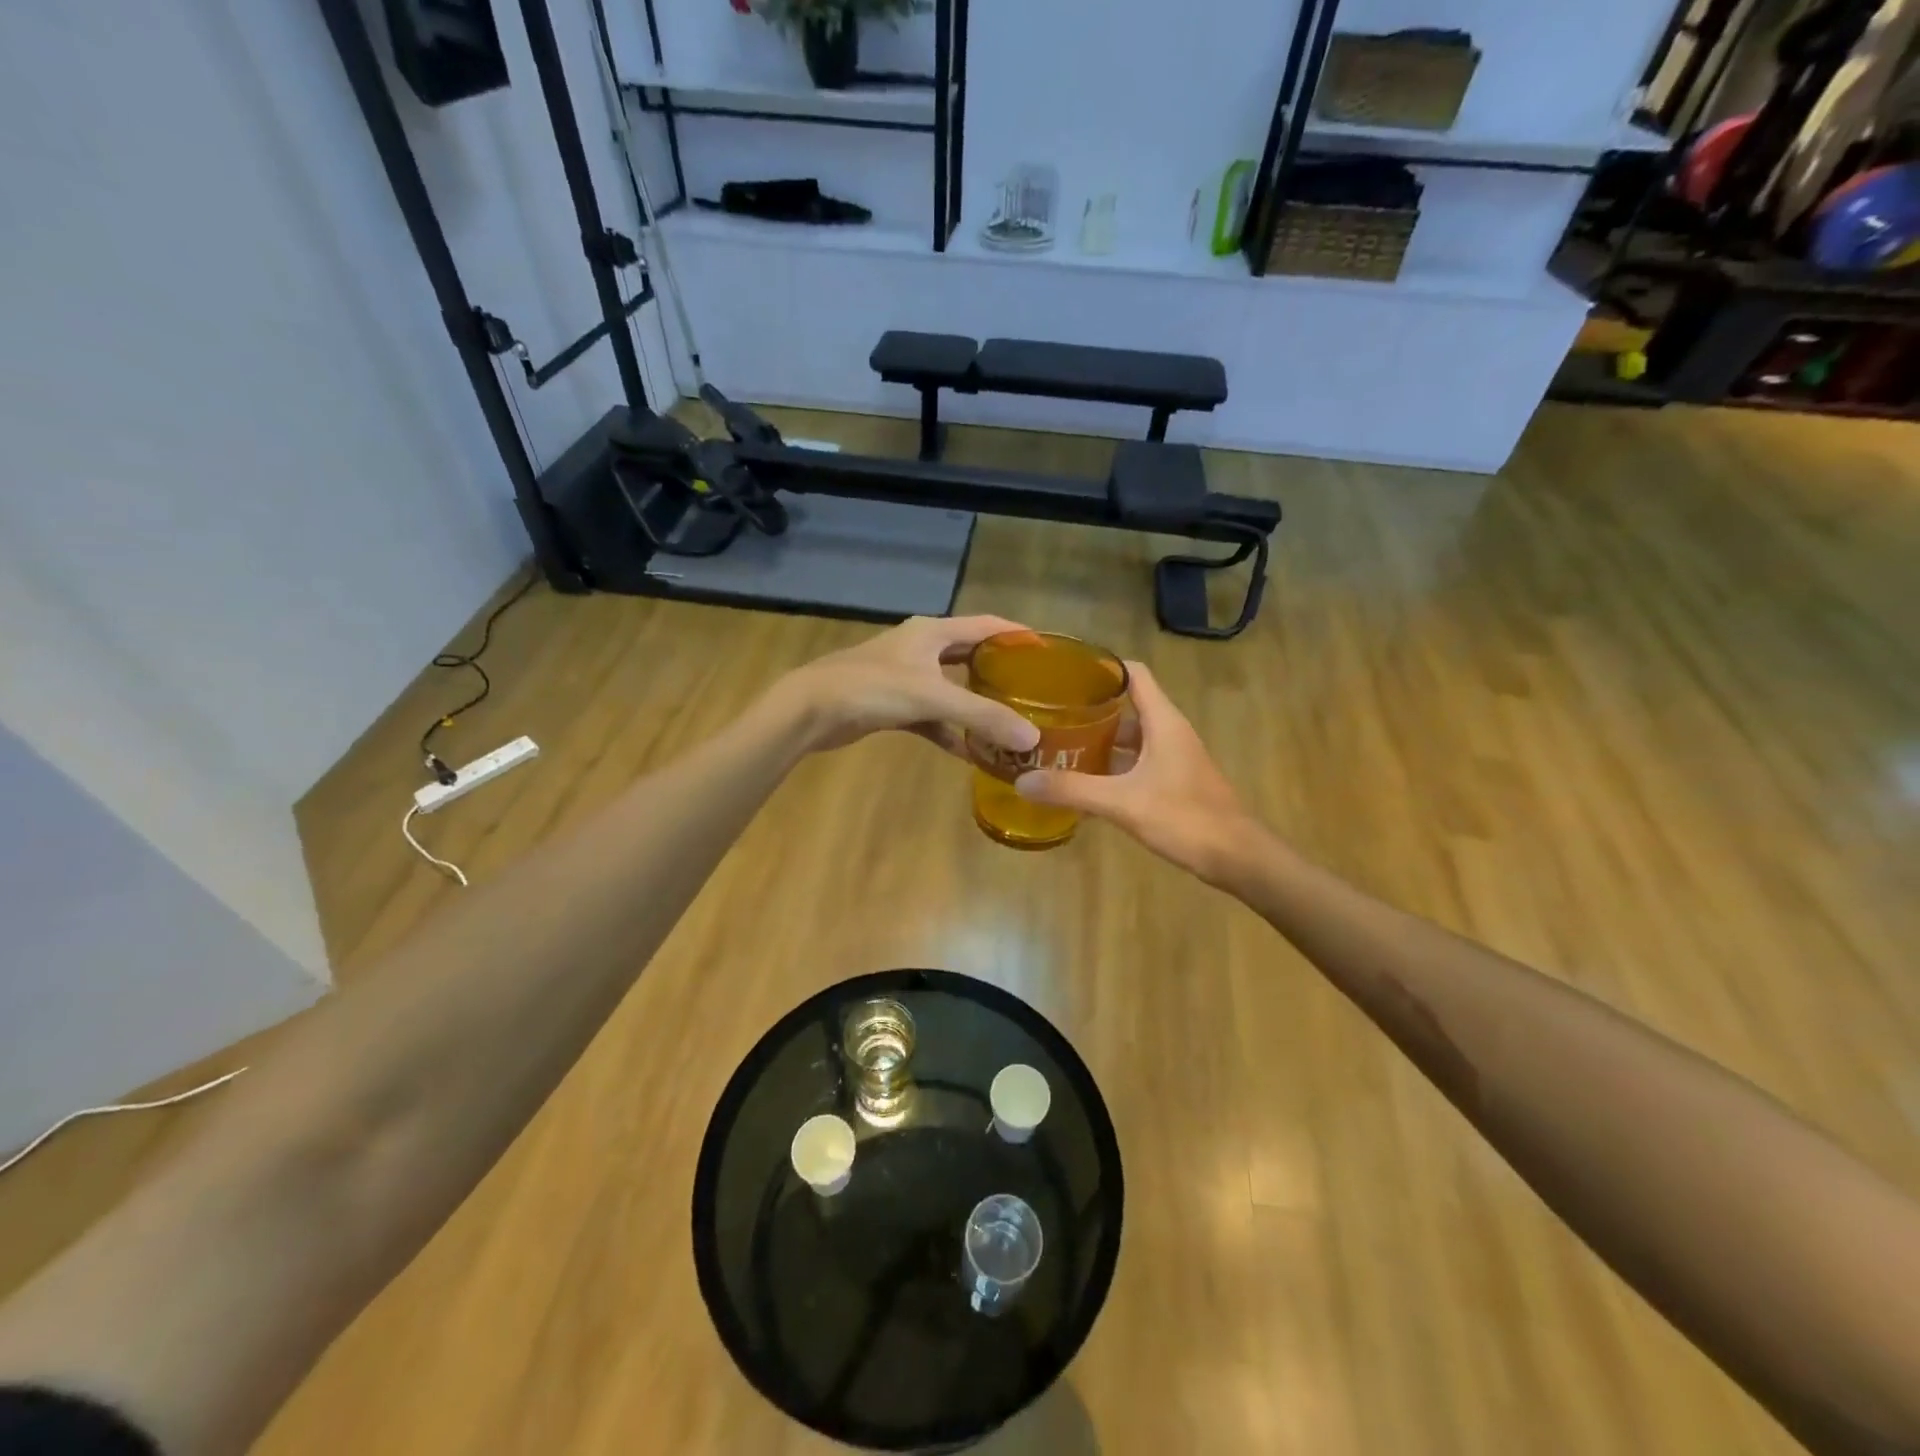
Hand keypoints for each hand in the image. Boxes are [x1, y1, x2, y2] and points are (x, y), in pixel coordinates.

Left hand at [771, 616, 1042, 759]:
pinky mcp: (894, 705)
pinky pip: (932, 717)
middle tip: (1035, 691)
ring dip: (977, 706)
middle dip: (1001, 672)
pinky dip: (950, 731)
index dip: (1018, 634)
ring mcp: (906, 677)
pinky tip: (970, 753)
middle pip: (971, 656)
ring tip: (1010, 723)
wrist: (811, 710)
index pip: (987, 625)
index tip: (1050, 652)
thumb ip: (983, 716)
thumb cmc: (872, 688)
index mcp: (933, 631)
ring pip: (952, 689)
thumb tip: (1031, 738)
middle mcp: (922, 648)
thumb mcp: (932, 697)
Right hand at [1014, 663, 1258, 882]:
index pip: (1134, 674)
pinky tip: (1084, 785)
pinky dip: (1111, 768)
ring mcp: (1173, 758)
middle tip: (1049, 718)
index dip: (1102, 668)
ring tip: (1058, 749)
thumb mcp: (1122, 803)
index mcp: (1163, 722)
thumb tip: (1022, 781)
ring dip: (1098, 742)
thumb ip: (1073, 790)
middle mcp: (1169, 732)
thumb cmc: (1184, 817)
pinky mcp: (1174, 782)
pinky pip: (1136, 764)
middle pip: (1127, 707)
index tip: (1065, 675)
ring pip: (1130, 739)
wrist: (1236, 857)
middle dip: (1089, 711)